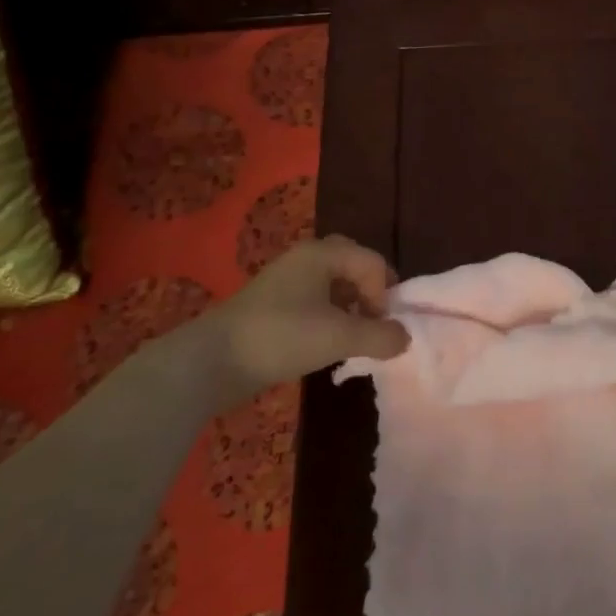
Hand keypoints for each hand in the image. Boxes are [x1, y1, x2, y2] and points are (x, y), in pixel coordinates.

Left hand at [195, 236, 407, 404]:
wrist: (210, 362)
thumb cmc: (281, 337)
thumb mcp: (339, 337)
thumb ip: (380, 336)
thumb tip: (405, 337)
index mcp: (323, 253)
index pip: (373, 262)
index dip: (384, 294)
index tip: (378, 326)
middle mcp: (305, 257)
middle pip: (352, 264)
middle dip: (369, 291)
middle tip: (373, 319)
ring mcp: (285, 279)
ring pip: (331, 282)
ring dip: (349, 305)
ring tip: (351, 335)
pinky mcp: (271, 304)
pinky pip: (312, 298)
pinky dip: (327, 314)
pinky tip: (324, 341)